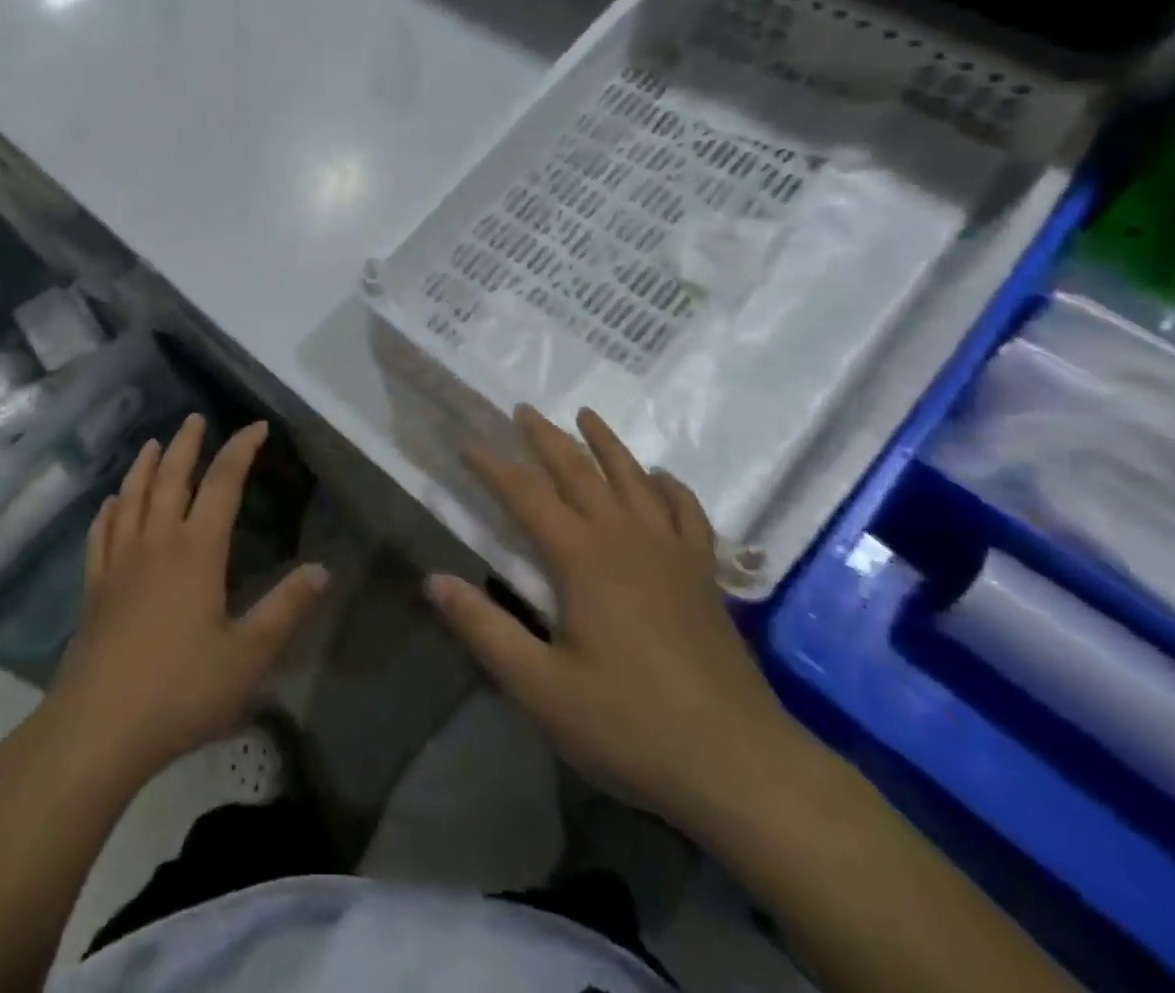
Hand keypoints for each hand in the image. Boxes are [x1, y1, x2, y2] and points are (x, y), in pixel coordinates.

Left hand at [47, 415, 328, 778]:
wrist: (98, 728)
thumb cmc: (180, 690)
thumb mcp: (248, 656)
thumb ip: (285, 610)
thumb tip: (322, 570)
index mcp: (196, 551)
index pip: (223, 484)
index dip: (241, 450)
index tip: (257, 427)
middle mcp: (156, 543)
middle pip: (170, 477)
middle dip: (186, 444)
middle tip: (195, 418)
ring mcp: (119, 562)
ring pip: (132, 497)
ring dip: (144, 465)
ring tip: (152, 443)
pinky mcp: (94, 587)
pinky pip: (101, 533)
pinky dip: (109, 510)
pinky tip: (110, 504)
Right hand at [426, 405, 804, 835]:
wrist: (740, 765)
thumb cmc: (630, 725)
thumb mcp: (541, 687)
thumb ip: (484, 629)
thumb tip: (434, 579)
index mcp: (582, 557)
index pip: (526, 495)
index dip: (493, 465)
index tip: (466, 442)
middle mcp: (626, 538)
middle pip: (580, 471)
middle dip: (546, 437)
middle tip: (523, 409)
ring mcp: (672, 552)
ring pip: (634, 478)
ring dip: (606, 443)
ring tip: (587, 415)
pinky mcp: (704, 575)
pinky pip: (687, 512)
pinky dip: (670, 486)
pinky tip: (661, 478)